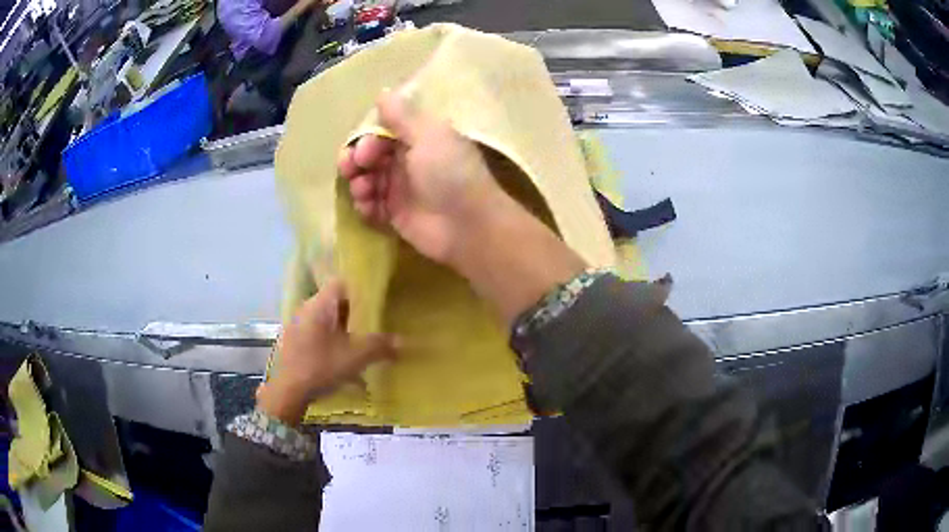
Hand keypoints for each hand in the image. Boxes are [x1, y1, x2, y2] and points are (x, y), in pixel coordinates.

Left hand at [257, 279, 397, 424]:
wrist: (288, 392)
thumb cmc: (322, 366)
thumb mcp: (356, 357)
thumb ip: (379, 346)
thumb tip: (402, 341)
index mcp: (320, 304)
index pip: (340, 283)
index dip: (358, 291)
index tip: (374, 303)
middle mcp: (305, 309)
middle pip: (333, 302)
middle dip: (352, 314)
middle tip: (370, 326)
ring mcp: (296, 325)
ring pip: (324, 319)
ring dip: (340, 330)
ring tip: (357, 346)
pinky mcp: (292, 342)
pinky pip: (315, 333)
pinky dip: (328, 341)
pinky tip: (339, 361)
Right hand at [337, 90, 504, 264]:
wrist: (468, 226)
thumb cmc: (450, 174)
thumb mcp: (428, 136)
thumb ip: (402, 115)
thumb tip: (384, 92)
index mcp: (419, 137)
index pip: (381, 131)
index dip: (366, 139)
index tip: (363, 152)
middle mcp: (408, 160)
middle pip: (369, 155)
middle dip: (355, 161)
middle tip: (353, 170)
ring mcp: (401, 188)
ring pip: (366, 179)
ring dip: (358, 183)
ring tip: (365, 193)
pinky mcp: (396, 215)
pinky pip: (370, 206)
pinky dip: (365, 206)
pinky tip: (369, 209)